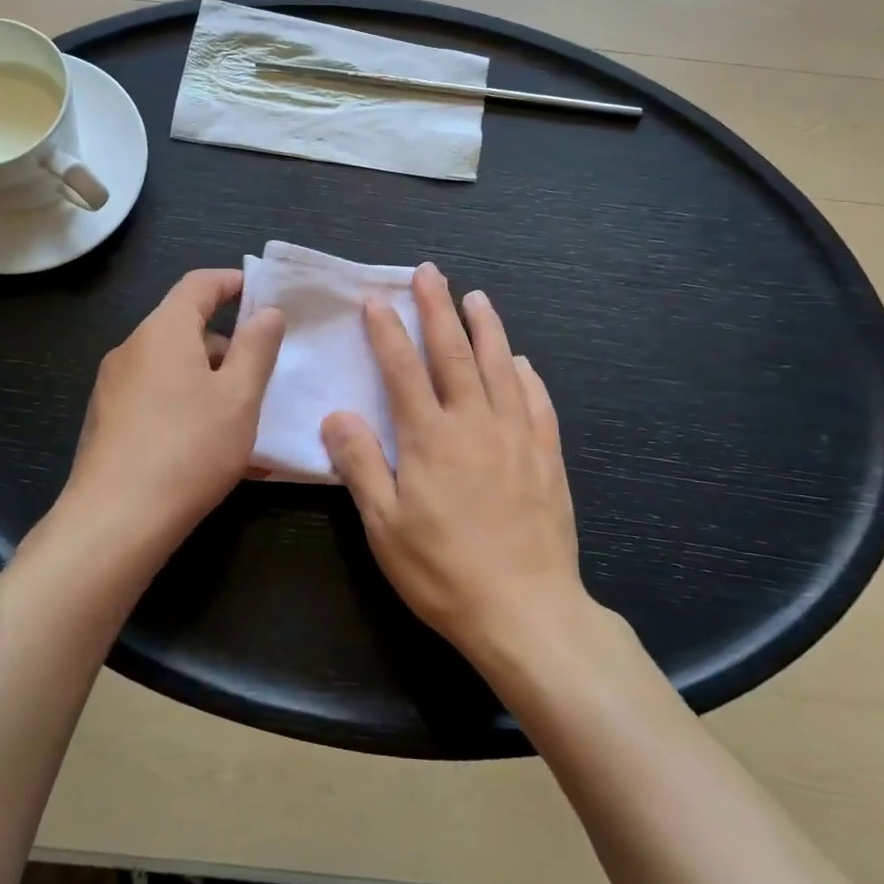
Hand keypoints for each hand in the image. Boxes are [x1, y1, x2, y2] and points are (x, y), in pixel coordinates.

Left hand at [60, 269, 284, 564]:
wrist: (114, 522)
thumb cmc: (188, 449)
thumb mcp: (239, 397)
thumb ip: (257, 348)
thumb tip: (268, 312)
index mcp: (164, 331)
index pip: (199, 284)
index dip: (232, 282)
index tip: (262, 293)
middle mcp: (132, 349)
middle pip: (185, 327)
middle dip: (227, 344)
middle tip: (262, 374)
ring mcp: (113, 386)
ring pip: (172, 367)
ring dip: (210, 381)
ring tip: (243, 421)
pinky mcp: (106, 420)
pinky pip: (156, 397)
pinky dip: (186, 406)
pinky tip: (209, 448)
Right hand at [322, 264, 587, 660]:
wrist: (525, 611)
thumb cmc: (443, 571)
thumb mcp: (384, 525)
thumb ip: (360, 464)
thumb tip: (337, 415)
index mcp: (430, 437)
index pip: (403, 369)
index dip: (387, 331)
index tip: (376, 299)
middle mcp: (474, 423)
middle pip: (454, 353)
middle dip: (438, 308)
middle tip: (430, 272)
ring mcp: (517, 437)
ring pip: (500, 367)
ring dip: (487, 327)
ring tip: (477, 297)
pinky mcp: (547, 457)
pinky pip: (538, 403)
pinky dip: (527, 376)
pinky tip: (521, 362)